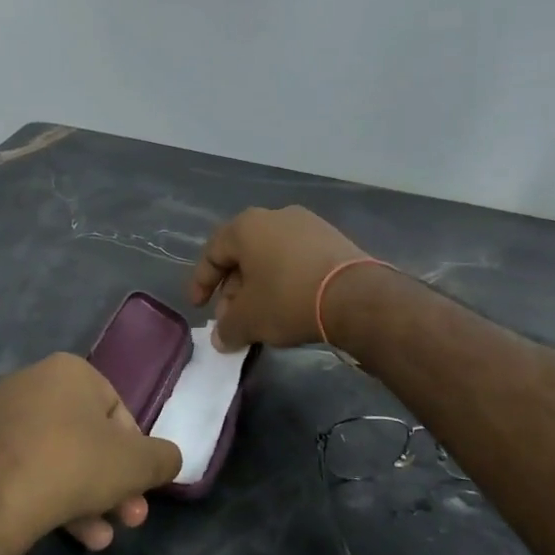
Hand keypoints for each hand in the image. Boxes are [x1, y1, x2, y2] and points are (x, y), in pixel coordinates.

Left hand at [0, 354, 182, 552]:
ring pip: (54, 458)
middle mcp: (30, 381)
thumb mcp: (136, 464)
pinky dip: (43, 496)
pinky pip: (21, 469)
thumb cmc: (72, 465)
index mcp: (69, 370)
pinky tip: (60, 532)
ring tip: (97, 540)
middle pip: (84, 438)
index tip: (139, 489)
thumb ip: (162, 458)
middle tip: (126, 521)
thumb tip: (169, 459)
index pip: (117, 412)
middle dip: (110, 484)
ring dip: (82, 499)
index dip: (135, 455)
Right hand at [188, 206, 371, 351]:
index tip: (199, 307)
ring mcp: (308, 225)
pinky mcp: (333, 239)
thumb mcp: (249, 320)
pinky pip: (296, 259)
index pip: (213, 253)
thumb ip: (227, 328)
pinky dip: (285, 281)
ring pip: (271, 257)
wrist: (355, 295)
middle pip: (243, 255)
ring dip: (260, 287)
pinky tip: (289, 306)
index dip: (201, 282)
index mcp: (247, 226)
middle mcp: (275, 216)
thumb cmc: (288, 298)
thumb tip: (221, 338)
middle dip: (233, 290)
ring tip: (261, 317)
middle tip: (232, 319)